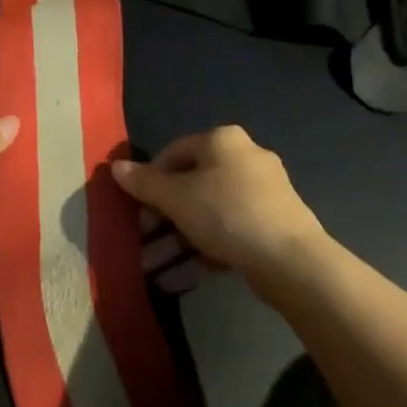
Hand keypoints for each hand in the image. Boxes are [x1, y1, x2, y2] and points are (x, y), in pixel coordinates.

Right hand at [110, 126, 324, 277]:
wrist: (291, 260)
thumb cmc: (226, 214)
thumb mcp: (176, 198)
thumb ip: (145, 183)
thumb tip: (115, 167)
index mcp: (223, 139)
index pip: (174, 151)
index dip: (151, 179)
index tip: (139, 209)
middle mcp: (247, 154)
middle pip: (194, 180)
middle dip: (168, 211)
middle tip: (150, 237)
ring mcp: (267, 187)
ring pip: (213, 206)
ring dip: (186, 232)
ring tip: (167, 262)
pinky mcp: (278, 219)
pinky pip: (234, 225)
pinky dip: (213, 242)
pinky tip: (198, 267)